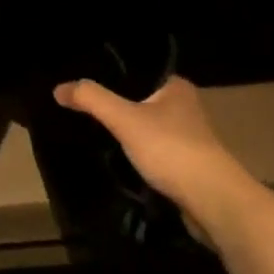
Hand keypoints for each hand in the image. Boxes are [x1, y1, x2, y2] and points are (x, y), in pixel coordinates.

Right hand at [53, 75, 255, 234]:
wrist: (214, 202)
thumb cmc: (171, 149)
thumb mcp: (125, 119)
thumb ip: (92, 100)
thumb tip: (59, 88)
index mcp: (176, 86)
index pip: (139, 71)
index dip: (114, 75)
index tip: (88, 83)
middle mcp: (187, 107)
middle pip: (144, 101)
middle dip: (120, 107)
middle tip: (87, 110)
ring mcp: (191, 139)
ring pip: (151, 129)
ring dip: (132, 135)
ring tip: (99, 135)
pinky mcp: (190, 167)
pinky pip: (158, 154)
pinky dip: (142, 157)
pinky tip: (122, 162)